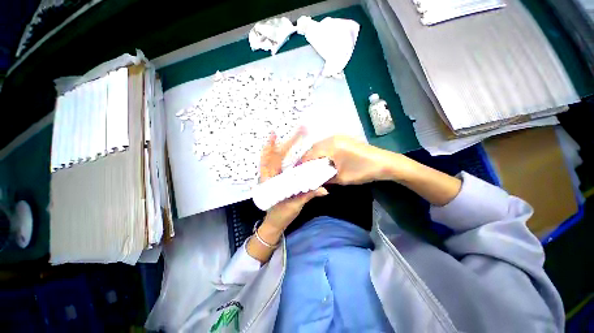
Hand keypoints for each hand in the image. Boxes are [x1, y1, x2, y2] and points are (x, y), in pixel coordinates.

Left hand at [259, 129, 327, 233]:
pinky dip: (279, 155)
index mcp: (270, 182)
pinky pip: (277, 164)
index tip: (274, 134)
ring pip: (272, 158)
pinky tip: (287, 149)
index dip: (271, 147)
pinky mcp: (276, 178)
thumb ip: (308, 195)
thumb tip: (324, 189)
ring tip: (287, 134)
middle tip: (295, 131)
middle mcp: (269, 176)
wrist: (274, 223)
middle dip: (281, 142)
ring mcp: (271, 177)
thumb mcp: (294, 206)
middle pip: (272, 156)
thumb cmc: (281, 215)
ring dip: (278, 146)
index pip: (270, 162)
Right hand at [300, 135, 396, 184]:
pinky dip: (322, 152)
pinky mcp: (344, 139)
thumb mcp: (342, 178)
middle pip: (313, 148)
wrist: (385, 163)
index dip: (302, 163)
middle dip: (307, 159)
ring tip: (311, 166)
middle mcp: (332, 138)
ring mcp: (339, 137)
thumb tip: (313, 181)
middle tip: (303, 170)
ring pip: (320, 145)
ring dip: (314, 155)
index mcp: (331, 146)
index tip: (297, 172)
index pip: (310, 154)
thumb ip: (325, 179)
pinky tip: (322, 160)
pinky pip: (327, 144)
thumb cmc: (363, 171)